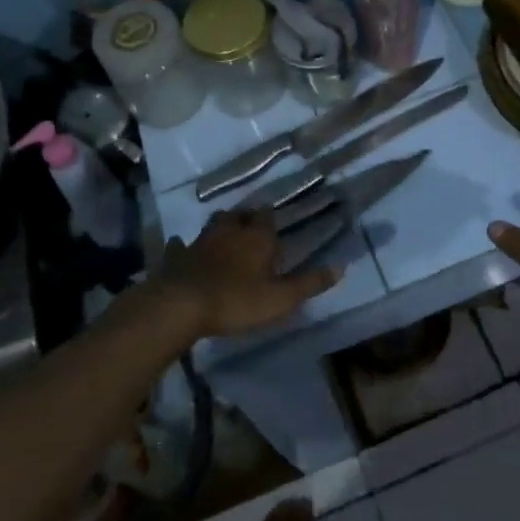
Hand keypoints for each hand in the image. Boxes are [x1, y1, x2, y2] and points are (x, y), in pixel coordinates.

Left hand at [151, 209, 341, 338]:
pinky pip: (181, 246)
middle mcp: (229, 231)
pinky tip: (182, 249)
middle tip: (251, 227)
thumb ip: (310, 283)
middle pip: (239, 215)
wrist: (181, 305)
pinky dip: (183, 246)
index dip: (271, 218)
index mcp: (257, 238)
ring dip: (220, 228)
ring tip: (225, 235)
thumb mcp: (281, 298)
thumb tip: (342, 267)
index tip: (274, 224)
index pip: (267, 216)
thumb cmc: (237, 300)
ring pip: (213, 225)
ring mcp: (200, 241)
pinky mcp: (177, 256)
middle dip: (246, 218)